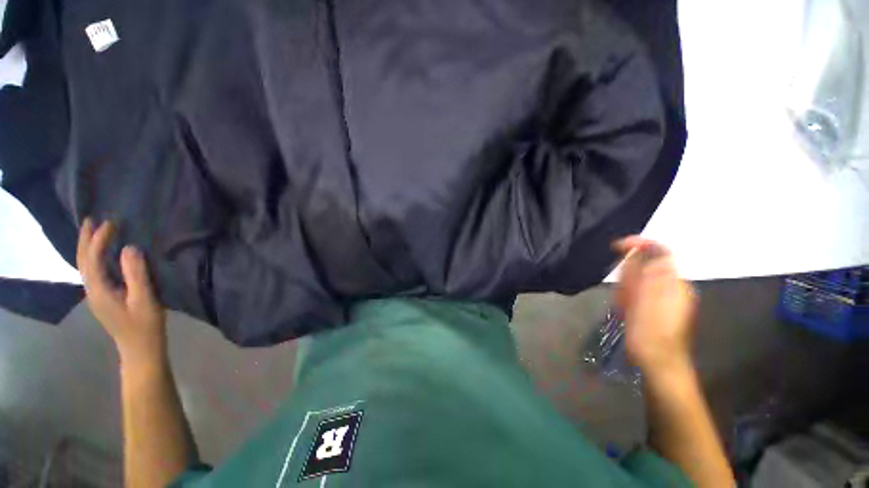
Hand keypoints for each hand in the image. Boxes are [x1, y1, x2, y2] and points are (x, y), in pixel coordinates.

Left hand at [77, 218, 166, 365]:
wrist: (140, 349)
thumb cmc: (145, 325)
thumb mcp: (145, 299)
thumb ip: (136, 274)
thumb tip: (129, 248)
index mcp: (100, 290)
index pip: (93, 259)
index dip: (99, 239)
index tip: (111, 222)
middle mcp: (92, 291)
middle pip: (82, 261)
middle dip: (85, 239)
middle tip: (91, 219)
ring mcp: (96, 295)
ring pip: (85, 266)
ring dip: (87, 247)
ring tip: (94, 231)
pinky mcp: (103, 298)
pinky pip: (93, 272)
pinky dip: (93, 257)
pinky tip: (101, 254)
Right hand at [614, 236, 696, 377]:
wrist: (658, 363)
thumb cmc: (651, 332)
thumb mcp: (646, 300)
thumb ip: (646, 273)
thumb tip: (643, 250)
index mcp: (674, 283)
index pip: (661, 252)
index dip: (640, 244)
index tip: (617, 245)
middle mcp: (673, 287)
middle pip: (647, 266)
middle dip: (629, 274)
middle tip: (622, 291)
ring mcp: (666, 298)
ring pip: (640, 280)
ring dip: (627, 287)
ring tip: (623, 304)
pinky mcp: (656, 307)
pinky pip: (639, 292)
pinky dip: (629, 296)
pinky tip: (626, 309)